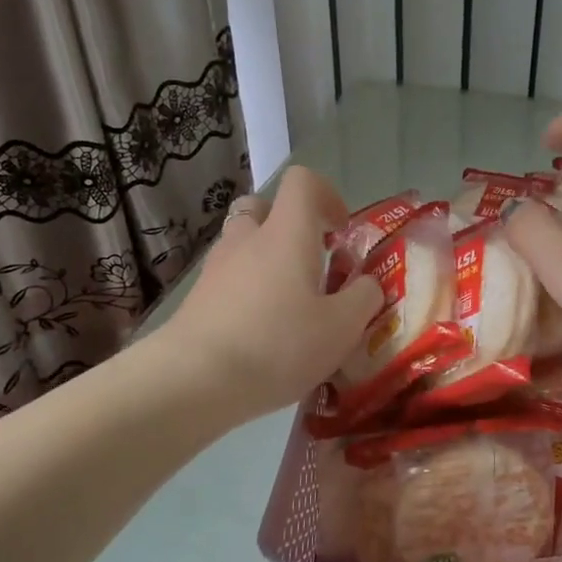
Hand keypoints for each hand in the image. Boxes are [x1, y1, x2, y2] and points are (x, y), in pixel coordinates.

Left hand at [165, 167, 383, 420]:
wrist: (196, 380)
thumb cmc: (278, 345)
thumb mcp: (342, 328)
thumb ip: (363, 298)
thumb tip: (366, 284)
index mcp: (286, 234)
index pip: (302, 182)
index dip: (327, 196)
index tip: (341, 234)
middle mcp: (247, 240)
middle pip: (263, 209)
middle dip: (289, 228)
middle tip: (311, 265)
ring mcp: (216, 269)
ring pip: (243, 247)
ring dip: (266, 263)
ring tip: (289, 308)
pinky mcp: (196, 300)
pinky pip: (228, 282)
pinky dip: (247, 294)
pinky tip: (262, 336)